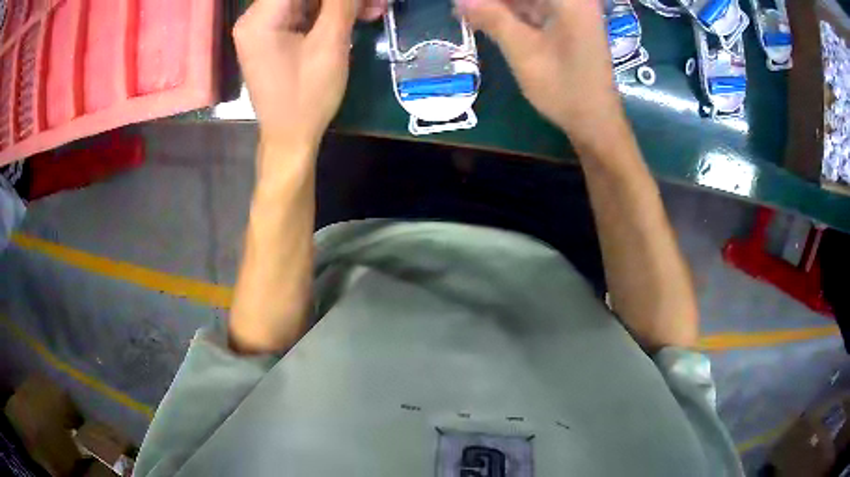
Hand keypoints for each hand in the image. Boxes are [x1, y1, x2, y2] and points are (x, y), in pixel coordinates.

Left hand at [233, 0, 385, 148]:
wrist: (290, 138)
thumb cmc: (307, 97)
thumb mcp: (328, 45)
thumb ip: (340, 3)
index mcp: (259, 19)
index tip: (358, 0)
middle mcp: (255, 18)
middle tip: (375, 2)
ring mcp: (263, 27)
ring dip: (341, 2)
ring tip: (375, 8)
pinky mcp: (274, 35)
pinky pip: (305, 12)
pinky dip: (330, 12)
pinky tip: (358, 16)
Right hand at [457, 0, 624, 149]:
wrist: (594, 121)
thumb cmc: (563, 88)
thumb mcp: (523, 51)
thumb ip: (491, 18)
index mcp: (570, 0)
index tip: (465, 4)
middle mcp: (574, 0)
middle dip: (493, 1)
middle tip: (462, 8)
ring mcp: (571, 11)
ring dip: (497, 6)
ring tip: (465, 12)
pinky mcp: (567, 23)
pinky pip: (533, 9)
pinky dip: (509, 13)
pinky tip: (484, 19)